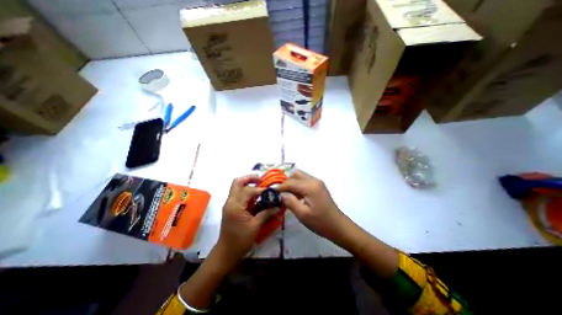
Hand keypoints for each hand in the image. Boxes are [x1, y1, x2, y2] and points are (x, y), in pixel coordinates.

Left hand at [216, 175, 275, 264]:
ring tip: (260, 186)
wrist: (226, 252)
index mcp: (235, 205)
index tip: (271, 191)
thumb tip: (279, 206)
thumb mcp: (255, 226)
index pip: (249, 191)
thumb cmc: (240, 240)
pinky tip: (255, 196)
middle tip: (261, 180)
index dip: (261, 190)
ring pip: (236, 187)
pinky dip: (246, 191)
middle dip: (249, 178)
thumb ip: (266, 213)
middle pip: (237, 182)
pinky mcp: (231, 207)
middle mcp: (230, 201)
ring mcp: (229, 204)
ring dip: (248, 184)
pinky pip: (238, 194)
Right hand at [274, 169, 344, 241]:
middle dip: (286, 182)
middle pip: (296, 174)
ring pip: (300, 176)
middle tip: (280, 193)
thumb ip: (290, 202)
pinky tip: (296, 196)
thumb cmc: (320, 222)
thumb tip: (281, 194)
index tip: (271, 191)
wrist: (338, 226)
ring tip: (287, 195)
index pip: (290, 182)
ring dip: (292, 183)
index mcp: (310, 186)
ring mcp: (317, 182)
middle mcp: (314, 180)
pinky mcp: (319, 186)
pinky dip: (298, 185)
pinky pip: (305, 181)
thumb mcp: (302, 214)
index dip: (280, 187)